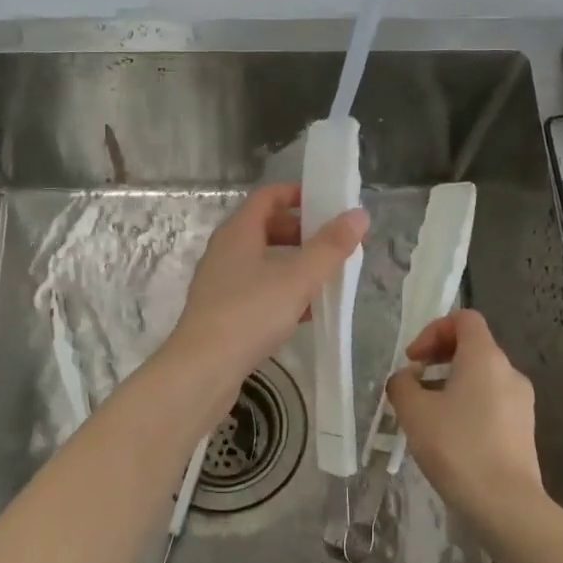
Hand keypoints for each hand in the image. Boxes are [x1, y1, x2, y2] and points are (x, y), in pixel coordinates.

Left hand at [171, 183, 367, 379]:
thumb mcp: (298, 278)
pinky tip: (307, 313)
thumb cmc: (250, 313)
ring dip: (295, 265)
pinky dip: (283, 292)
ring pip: (264, 262)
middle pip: (267, 228)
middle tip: (335, 244)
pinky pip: (258, 290)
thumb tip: (359, 215)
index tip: (328, 203)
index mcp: (239, 231)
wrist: (203, 369)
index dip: (298, 194)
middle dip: (303, 232)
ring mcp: (221, 282)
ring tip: (327, 278)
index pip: (268, 196)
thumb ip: (330, 247)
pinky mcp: (222, 312)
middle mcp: (226, 250)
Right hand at [386, 309, 542, 531]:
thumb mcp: (414, 412)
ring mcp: (522, 402)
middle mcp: (509, 372)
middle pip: (473, 346)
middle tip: (415, 383)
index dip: (434, 330)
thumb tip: (406, 379)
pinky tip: (450, 436)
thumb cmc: (457, 447)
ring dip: (452, 383)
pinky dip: (469, 405)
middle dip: (440, 357)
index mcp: (485, 357)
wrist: (505, 504)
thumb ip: (402, 385)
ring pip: (482, 377)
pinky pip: (492, 402)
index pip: (464, 319)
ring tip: (428, 413)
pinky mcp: (524, 429)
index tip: (413, 359)